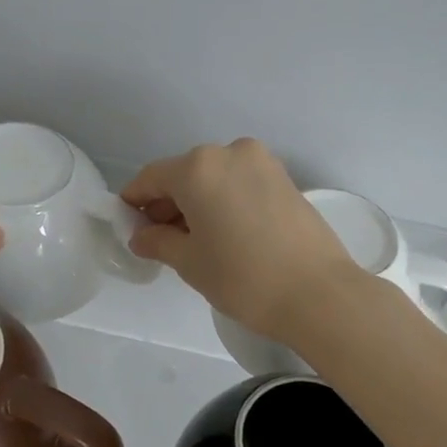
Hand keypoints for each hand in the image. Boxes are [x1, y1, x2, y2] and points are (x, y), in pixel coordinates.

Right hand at [120, 139, 357, 338]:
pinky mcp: (285, 179)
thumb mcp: (190, 262)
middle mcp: (230, 153)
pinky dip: (224, 200)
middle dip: (168, 203)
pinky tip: (225, 233)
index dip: (135, 201)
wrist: (318, 294)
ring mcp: (263, 163)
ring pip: (215, 177)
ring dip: (197, 202)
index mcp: (199, 168)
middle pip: (184, 174)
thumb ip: (158, 241)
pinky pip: (240, 183)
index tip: (128, 225)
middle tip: (160, 239)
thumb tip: (141, 235)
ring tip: (195, 240)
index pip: (152, 177)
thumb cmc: (243, 277)